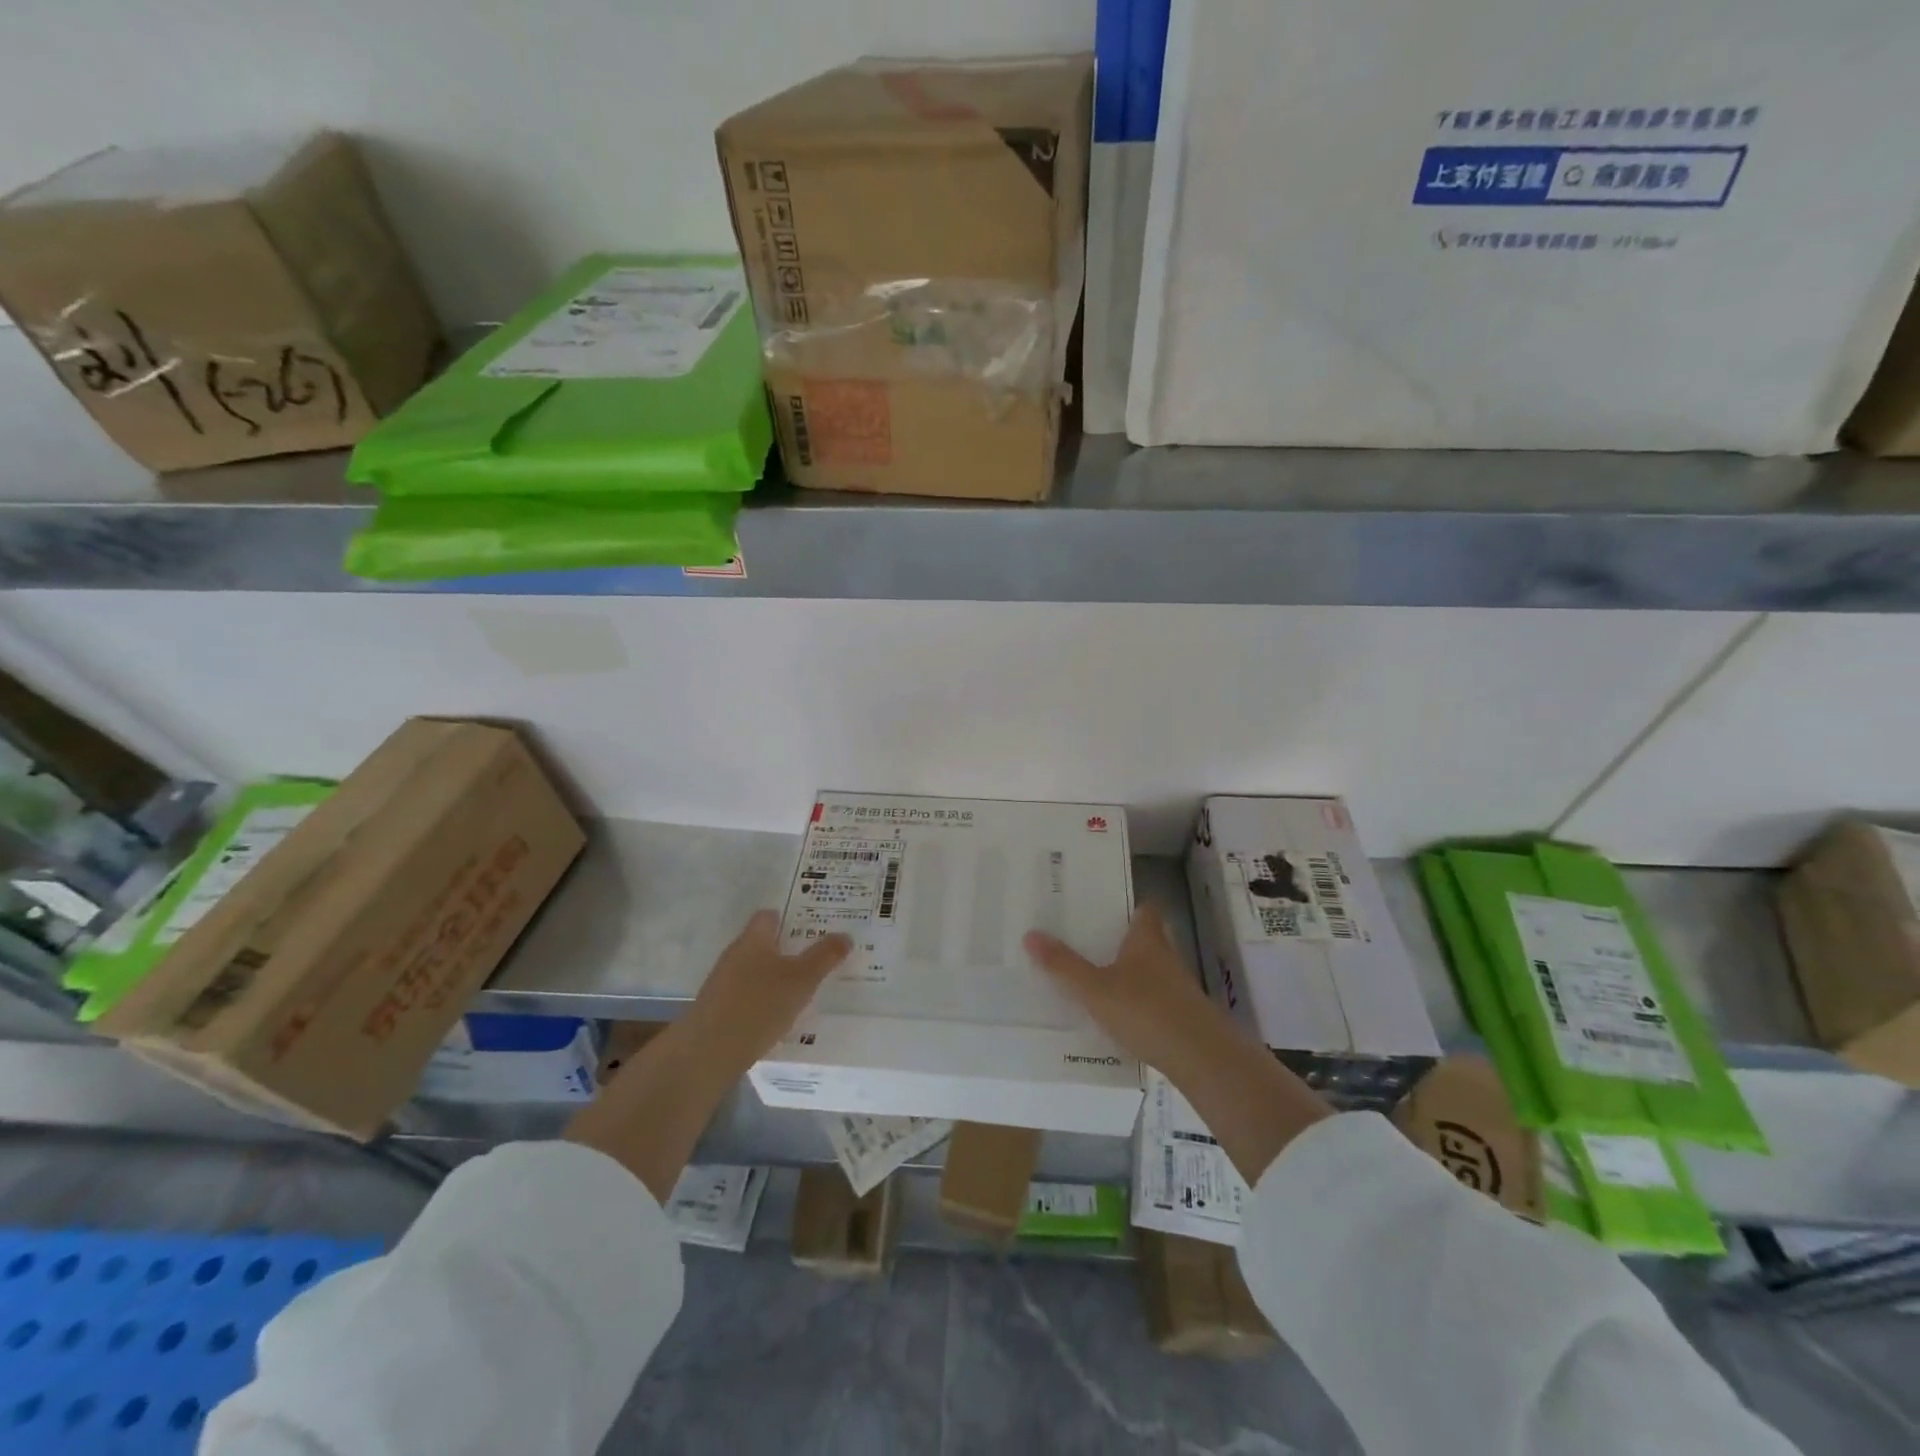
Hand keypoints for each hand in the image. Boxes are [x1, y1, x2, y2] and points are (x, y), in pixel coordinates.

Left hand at [683, 910, 850, 1070]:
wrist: (709, 1052)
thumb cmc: (759, 1005)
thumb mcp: (802, 980)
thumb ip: (824, 956)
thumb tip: (845, 935)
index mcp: (753, 939)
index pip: (770, 916)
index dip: (791, 917)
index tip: (814, 925)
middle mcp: (734, 954)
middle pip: (763, 943)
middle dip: (787, 948)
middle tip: (816, 957)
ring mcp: (722, 982)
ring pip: (754, 970)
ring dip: (774, 976)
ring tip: (802, 988)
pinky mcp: (717, 1009)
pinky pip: (746, 994)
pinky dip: (762, 999)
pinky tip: (777, 1015)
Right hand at [1024, 904, 1218, 1071]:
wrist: (1201, 1058)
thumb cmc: (1146, 1011)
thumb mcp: (1095, 989)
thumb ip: (1063, 965)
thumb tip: (1030, 934)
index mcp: (1147, 940)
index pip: (1146, 909)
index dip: (1130, 906)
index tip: (1106, 907)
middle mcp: (1166, 957)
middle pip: (1148, 939)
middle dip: (1124, 941)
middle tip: (1091, 942)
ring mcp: (1179, 988)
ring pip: (1152, 970)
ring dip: (1131, 973)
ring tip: (1097, 979)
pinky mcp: (1183, 1016)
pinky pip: (1156, 1000)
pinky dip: (1140, 1003)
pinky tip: (1119, 1017)